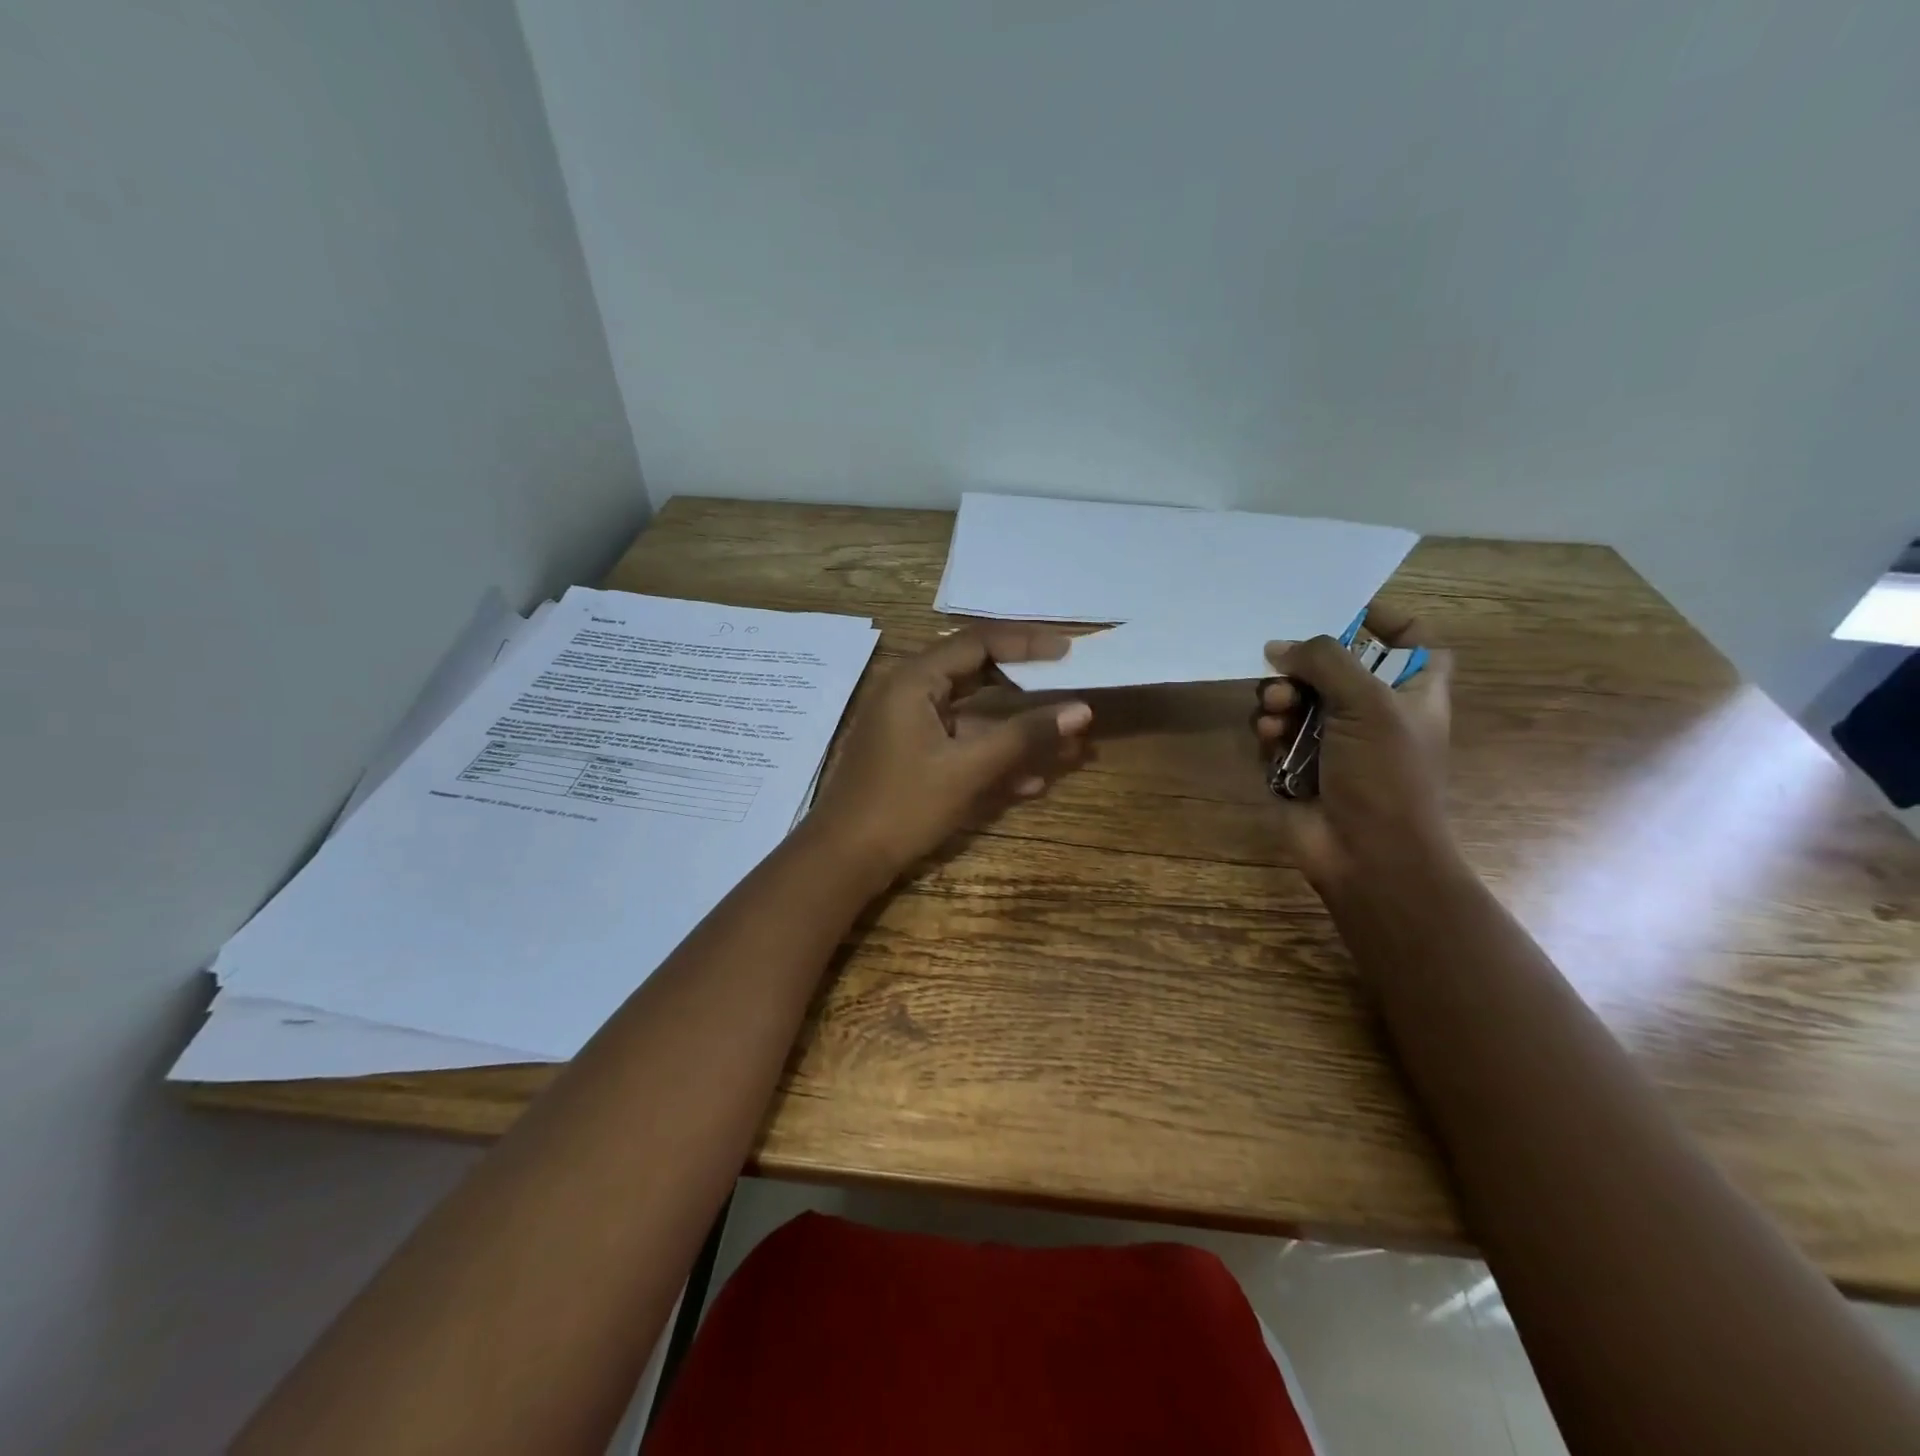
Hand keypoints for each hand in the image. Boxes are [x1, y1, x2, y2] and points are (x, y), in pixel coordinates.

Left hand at [809, 627, 1093, 880]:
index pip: (978, 642)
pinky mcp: (913, 758)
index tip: (1068, 651)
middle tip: (1070, 690)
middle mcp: (911, 694)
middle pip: (978, 676)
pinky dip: (993, 757)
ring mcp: (911, 728)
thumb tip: (1081, 711)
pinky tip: (1032, 782)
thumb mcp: (967, 769)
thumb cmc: (903, 806)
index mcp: (915, 681)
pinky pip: (961, 746)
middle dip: (1028, 690)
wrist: (843, 860)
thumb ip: (1024, 736)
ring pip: (974, 718)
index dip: (1027, 642)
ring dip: (1017, 732)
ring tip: (1068, 745)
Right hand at [1253, 605, 1454, 894]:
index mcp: (1412, 692)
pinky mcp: (1299, 765)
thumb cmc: (1385, 775)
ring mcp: (1333, 741)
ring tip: (1276, 717)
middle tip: (1285, 676)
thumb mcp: (1368, 703)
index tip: (1344, 611)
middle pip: (1332, 667)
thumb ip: (1325, 661)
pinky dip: (1269, 733)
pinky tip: (1270, 742)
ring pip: (1295, 699)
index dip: (1384, 620)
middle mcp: (1373, 712)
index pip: (1411, 640)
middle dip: (1302, 667)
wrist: (1367, 855)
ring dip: (1279, 701)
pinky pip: (1275, 733)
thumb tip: (1279, 647)